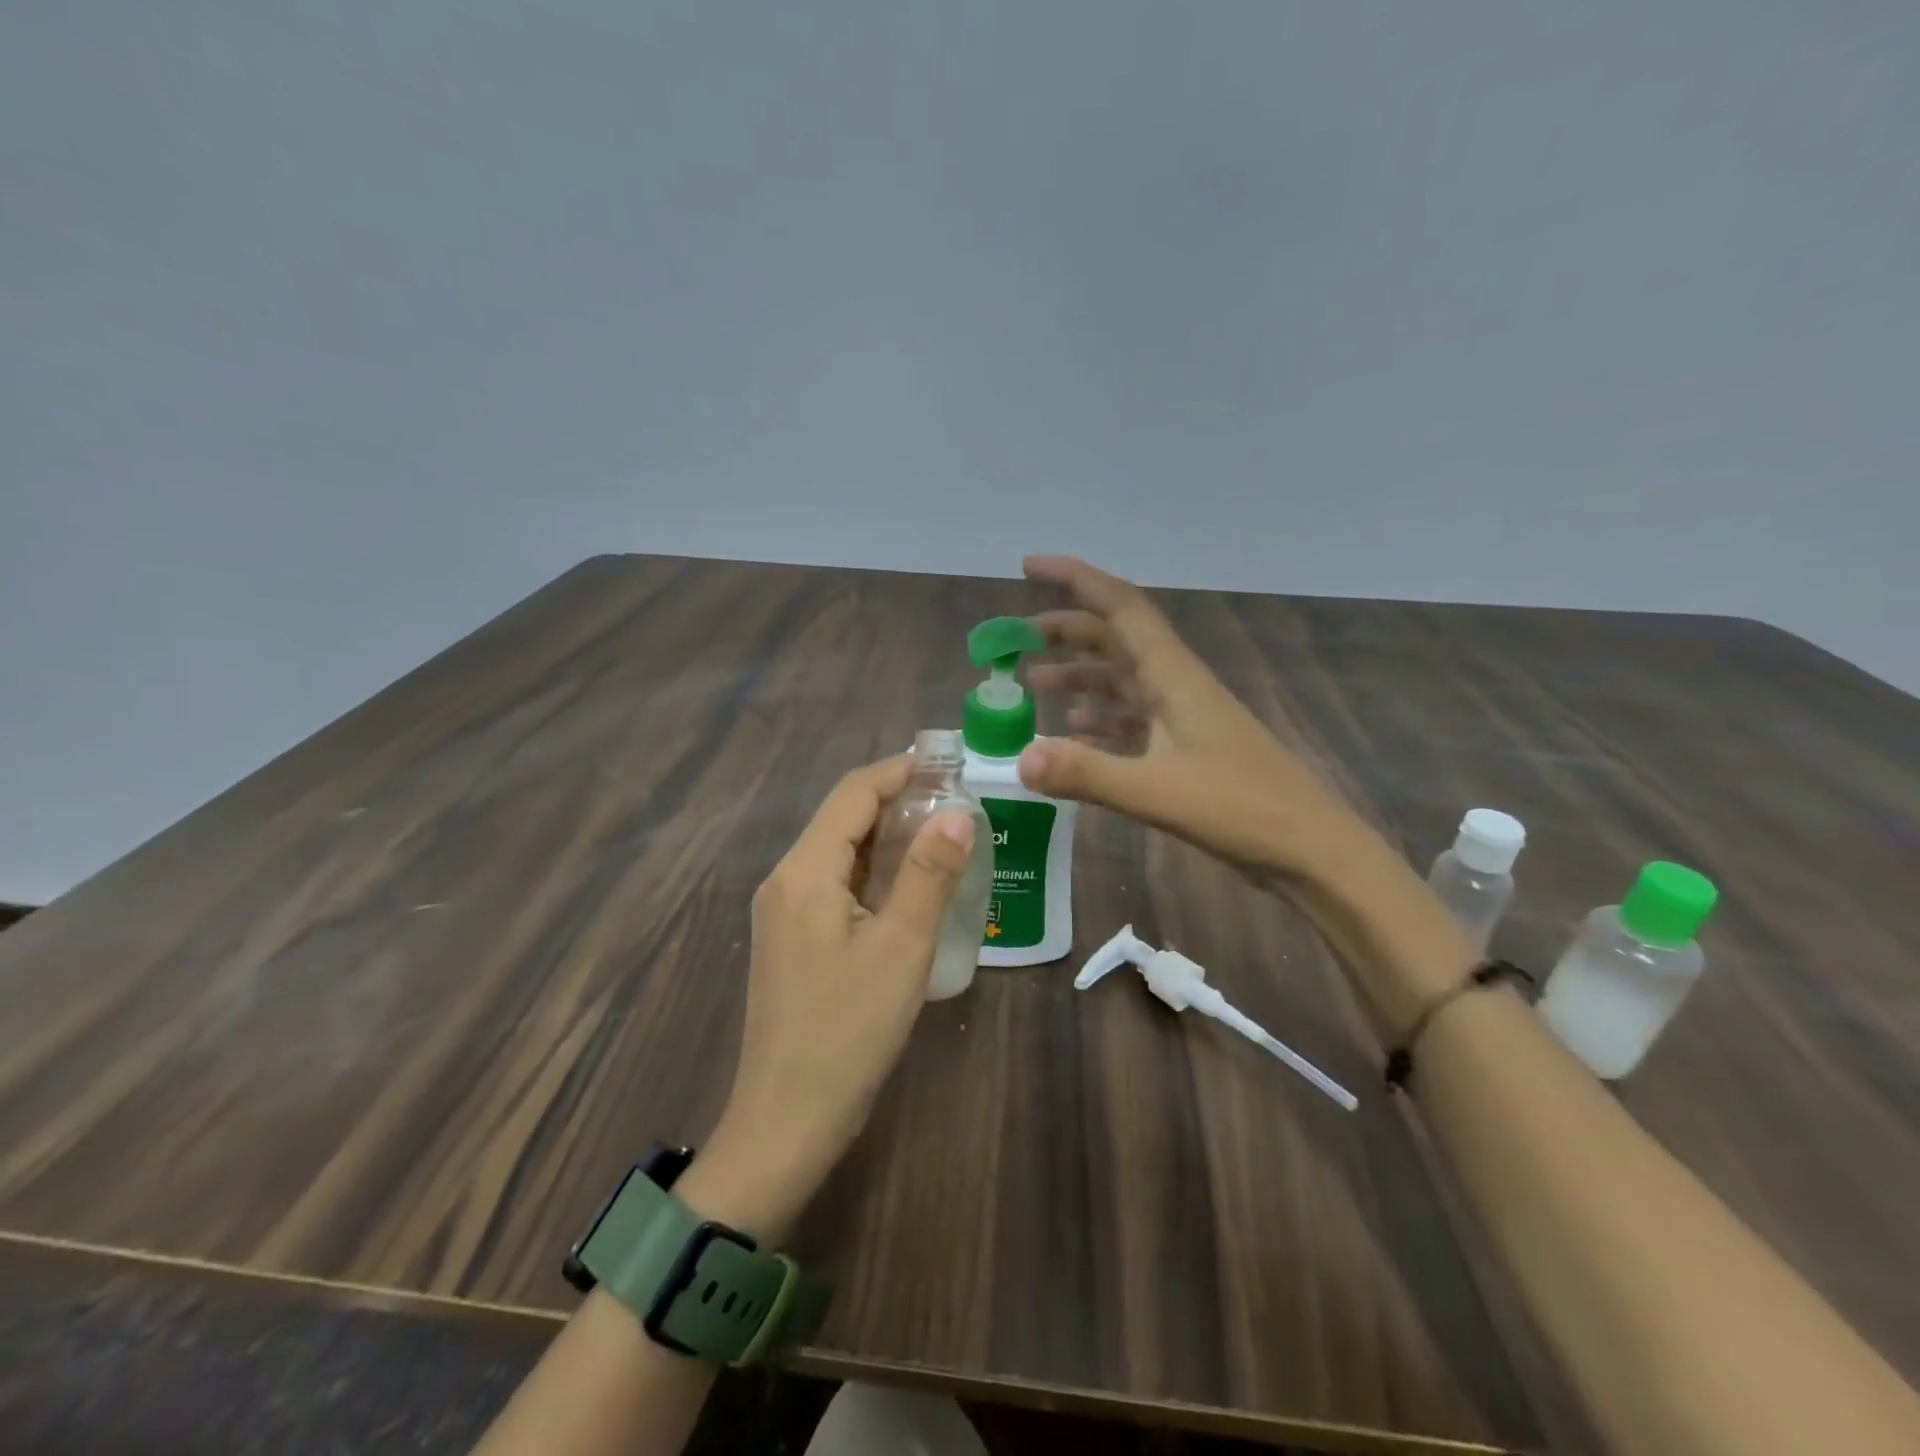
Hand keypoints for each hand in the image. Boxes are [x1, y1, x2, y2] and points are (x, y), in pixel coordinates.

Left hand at [695, 756, 973, 1241]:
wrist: (784, 1123)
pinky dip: (874, 872)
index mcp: (805, 872)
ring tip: (945, 836)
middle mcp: (785, 879)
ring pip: (839, 852)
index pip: (853, 793)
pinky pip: (835, 885)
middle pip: (843, 818)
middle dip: (898, 801)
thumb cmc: (846, 1033)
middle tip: (959, 801)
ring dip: (888, 837)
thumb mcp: (900, 949)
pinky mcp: (791, 939)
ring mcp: (783, 911)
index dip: (901, 771)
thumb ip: (929, 875)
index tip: (952, 765)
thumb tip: (958, 813)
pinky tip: (910, 886)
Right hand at [1017, 556, 1349, 879]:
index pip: (1120, 606)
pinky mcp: (1185, 748)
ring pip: (1121, 678)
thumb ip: (1086, 773)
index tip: (1028, 566)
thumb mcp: (1155, 793)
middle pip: (1115, 638)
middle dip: (1065, 629)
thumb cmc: (1240, 809)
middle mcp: (1175, 685)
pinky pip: (1132, 719)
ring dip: (1078, 675)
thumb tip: (1019, 759)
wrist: (1309, 849)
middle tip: (1017, 639)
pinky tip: (1074, 731)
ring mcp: (1182, 717)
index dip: (1074, 579)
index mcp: (1173, 675)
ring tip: (1032, 683)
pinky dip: (1099, 718)